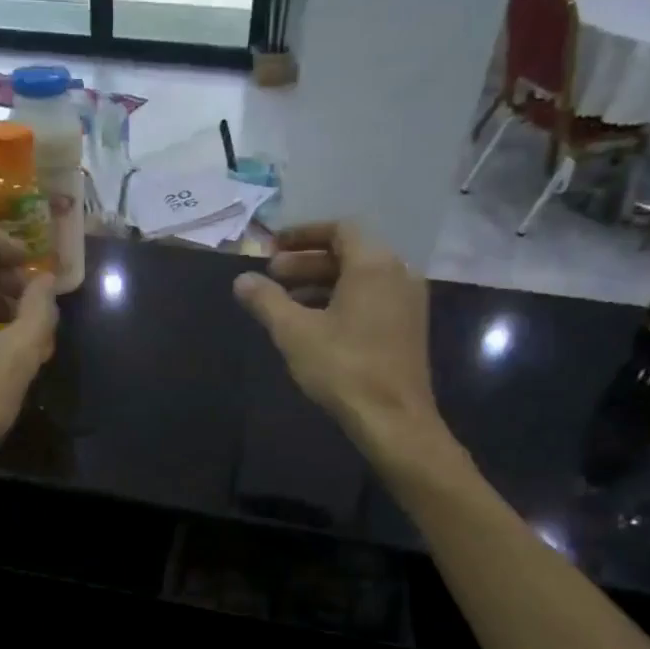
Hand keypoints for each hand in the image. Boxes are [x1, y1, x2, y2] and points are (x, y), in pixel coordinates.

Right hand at [233, 222, 440, 459]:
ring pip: (360, 279)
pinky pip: (371, 299)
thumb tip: (241, 279)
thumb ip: (266, 300)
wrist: (393, 419)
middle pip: (349, 254)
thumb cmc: (343, 368)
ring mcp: (407, 302)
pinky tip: (314, 324)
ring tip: (286, 302)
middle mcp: (397, 274)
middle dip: (307, 262)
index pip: (339, 229)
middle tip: (272, 277)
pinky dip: (341, 301)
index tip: (273, 247)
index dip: (303, 235)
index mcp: (374, 265)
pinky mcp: (407, 328)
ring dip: (321, 283)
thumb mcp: (294, 332)